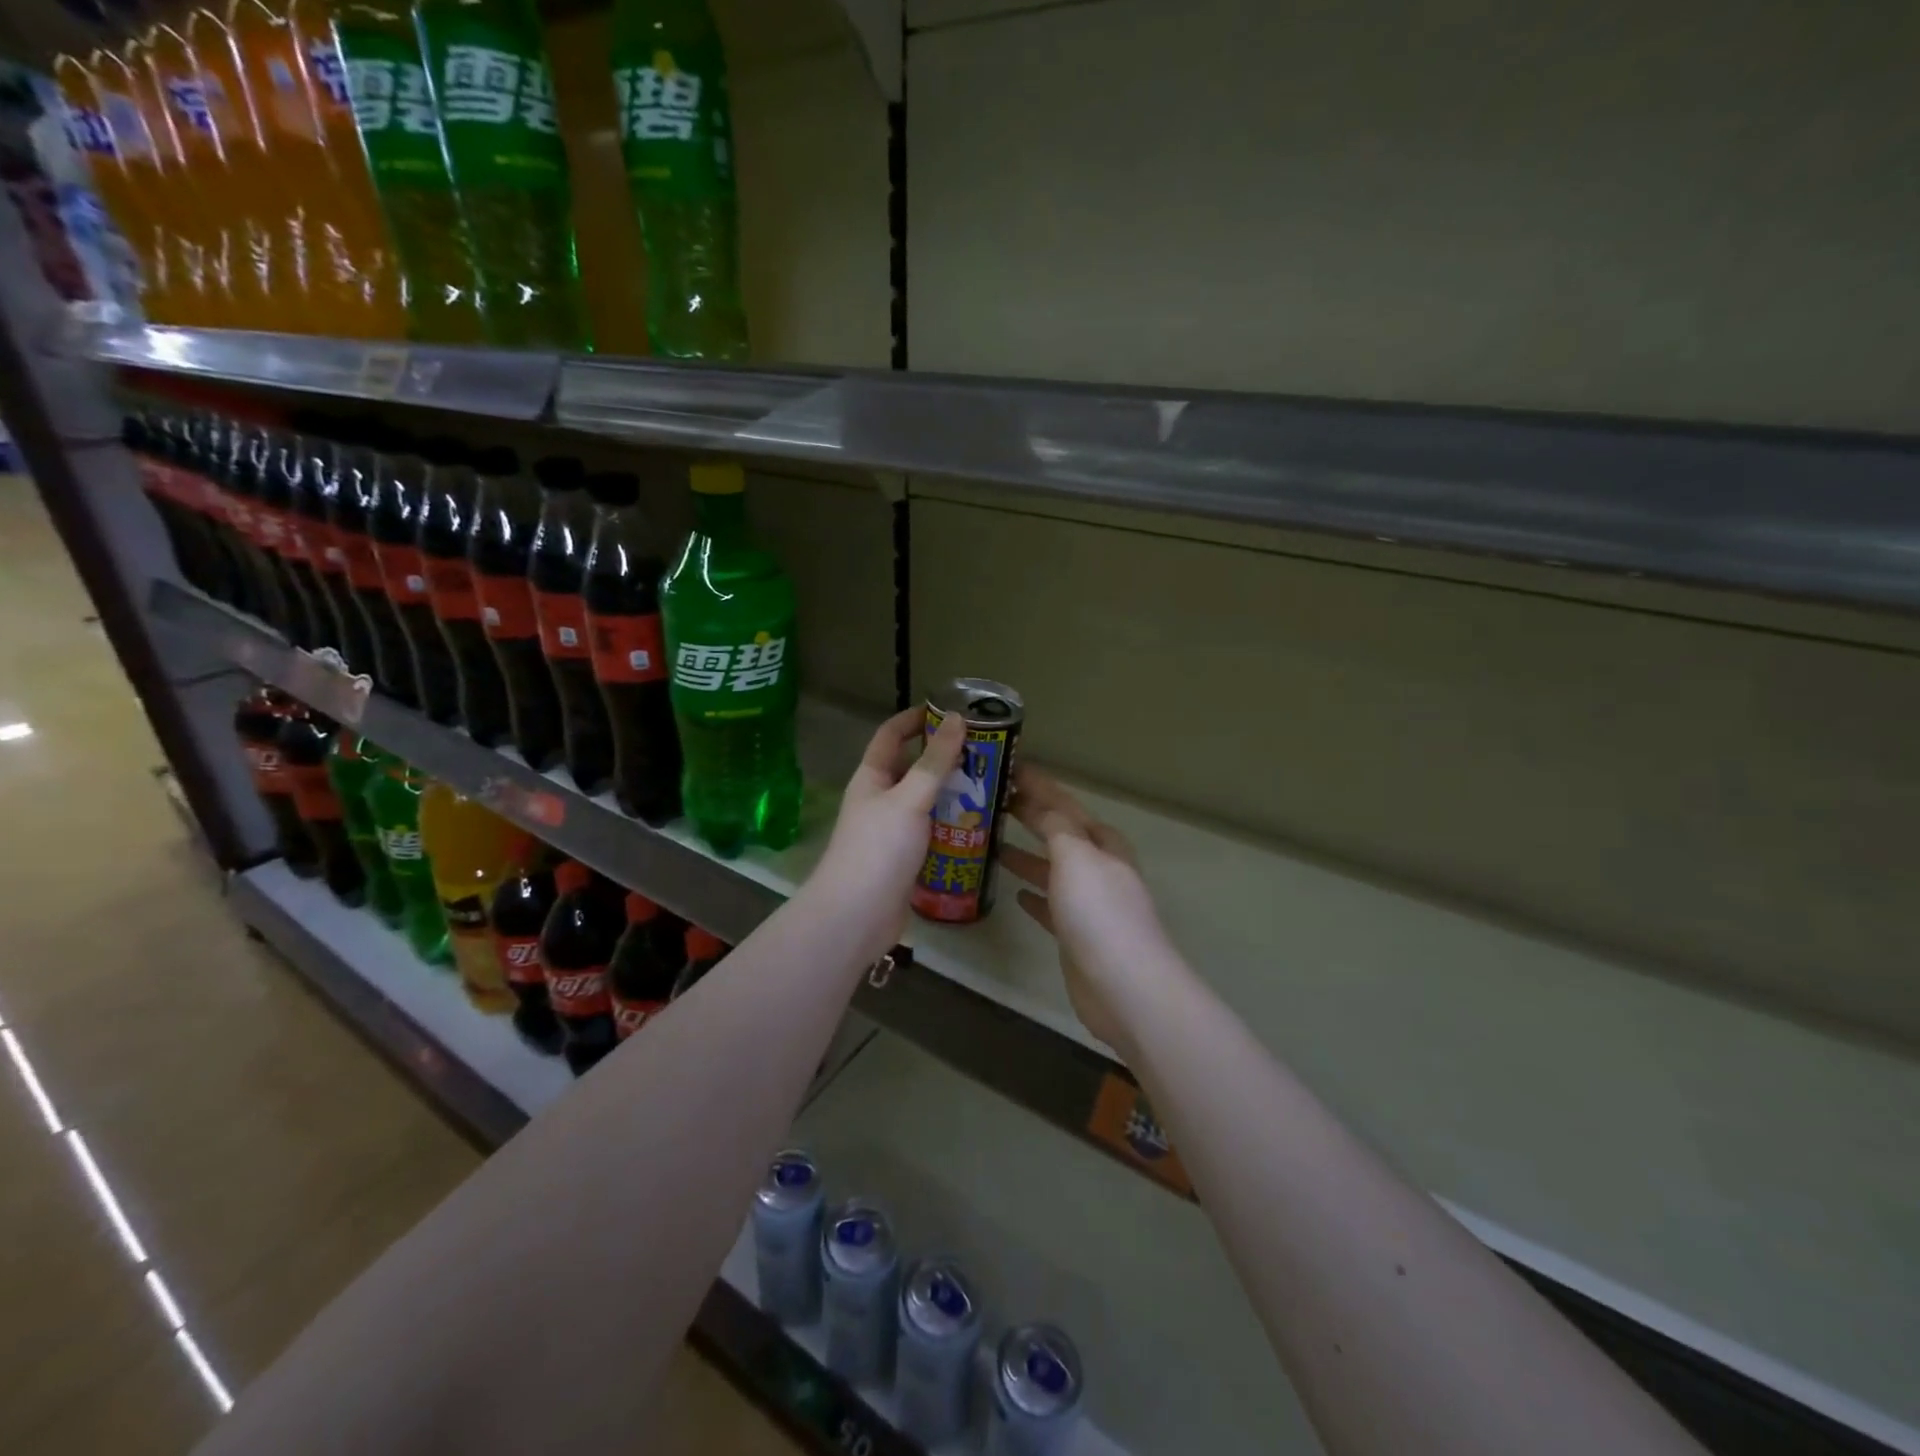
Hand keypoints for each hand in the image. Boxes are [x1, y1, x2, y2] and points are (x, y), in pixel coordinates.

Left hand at [807, 707, 966, 960]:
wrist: (856, 917)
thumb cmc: (878, 849)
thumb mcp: (910, 799)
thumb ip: (935, 762)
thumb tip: (957, 719)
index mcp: (872, 777)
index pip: (891, 734)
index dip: (916, 719)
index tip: (951, 711)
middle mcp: (880, 800)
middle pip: (913, 769)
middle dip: (945, 759)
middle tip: (985, 754)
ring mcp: (892, 831)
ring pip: (926, 803)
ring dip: (953, 795)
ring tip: (991, 788)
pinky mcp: (905, 859)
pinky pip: (932, 833)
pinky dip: (953, 827)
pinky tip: (980, 827)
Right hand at [1002, 767, 1169, 1058]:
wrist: (1124, 986)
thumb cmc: (1099, 912)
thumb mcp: (1076, 856)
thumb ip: (1056, 827)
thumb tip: (1039, 805)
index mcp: (1102, 844)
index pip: (1066, 805)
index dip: (1040, 786)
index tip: (1011, 768)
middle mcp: (1099, 869)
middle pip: (1062, 834)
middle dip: (1034, 816)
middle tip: (998, 801)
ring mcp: (1090, 904)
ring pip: (1054, 869)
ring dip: (1029, 855)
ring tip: (995, 843)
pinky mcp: (1077, 936)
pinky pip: (1051, 906)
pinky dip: (1035, 895)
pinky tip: (1016, 893)